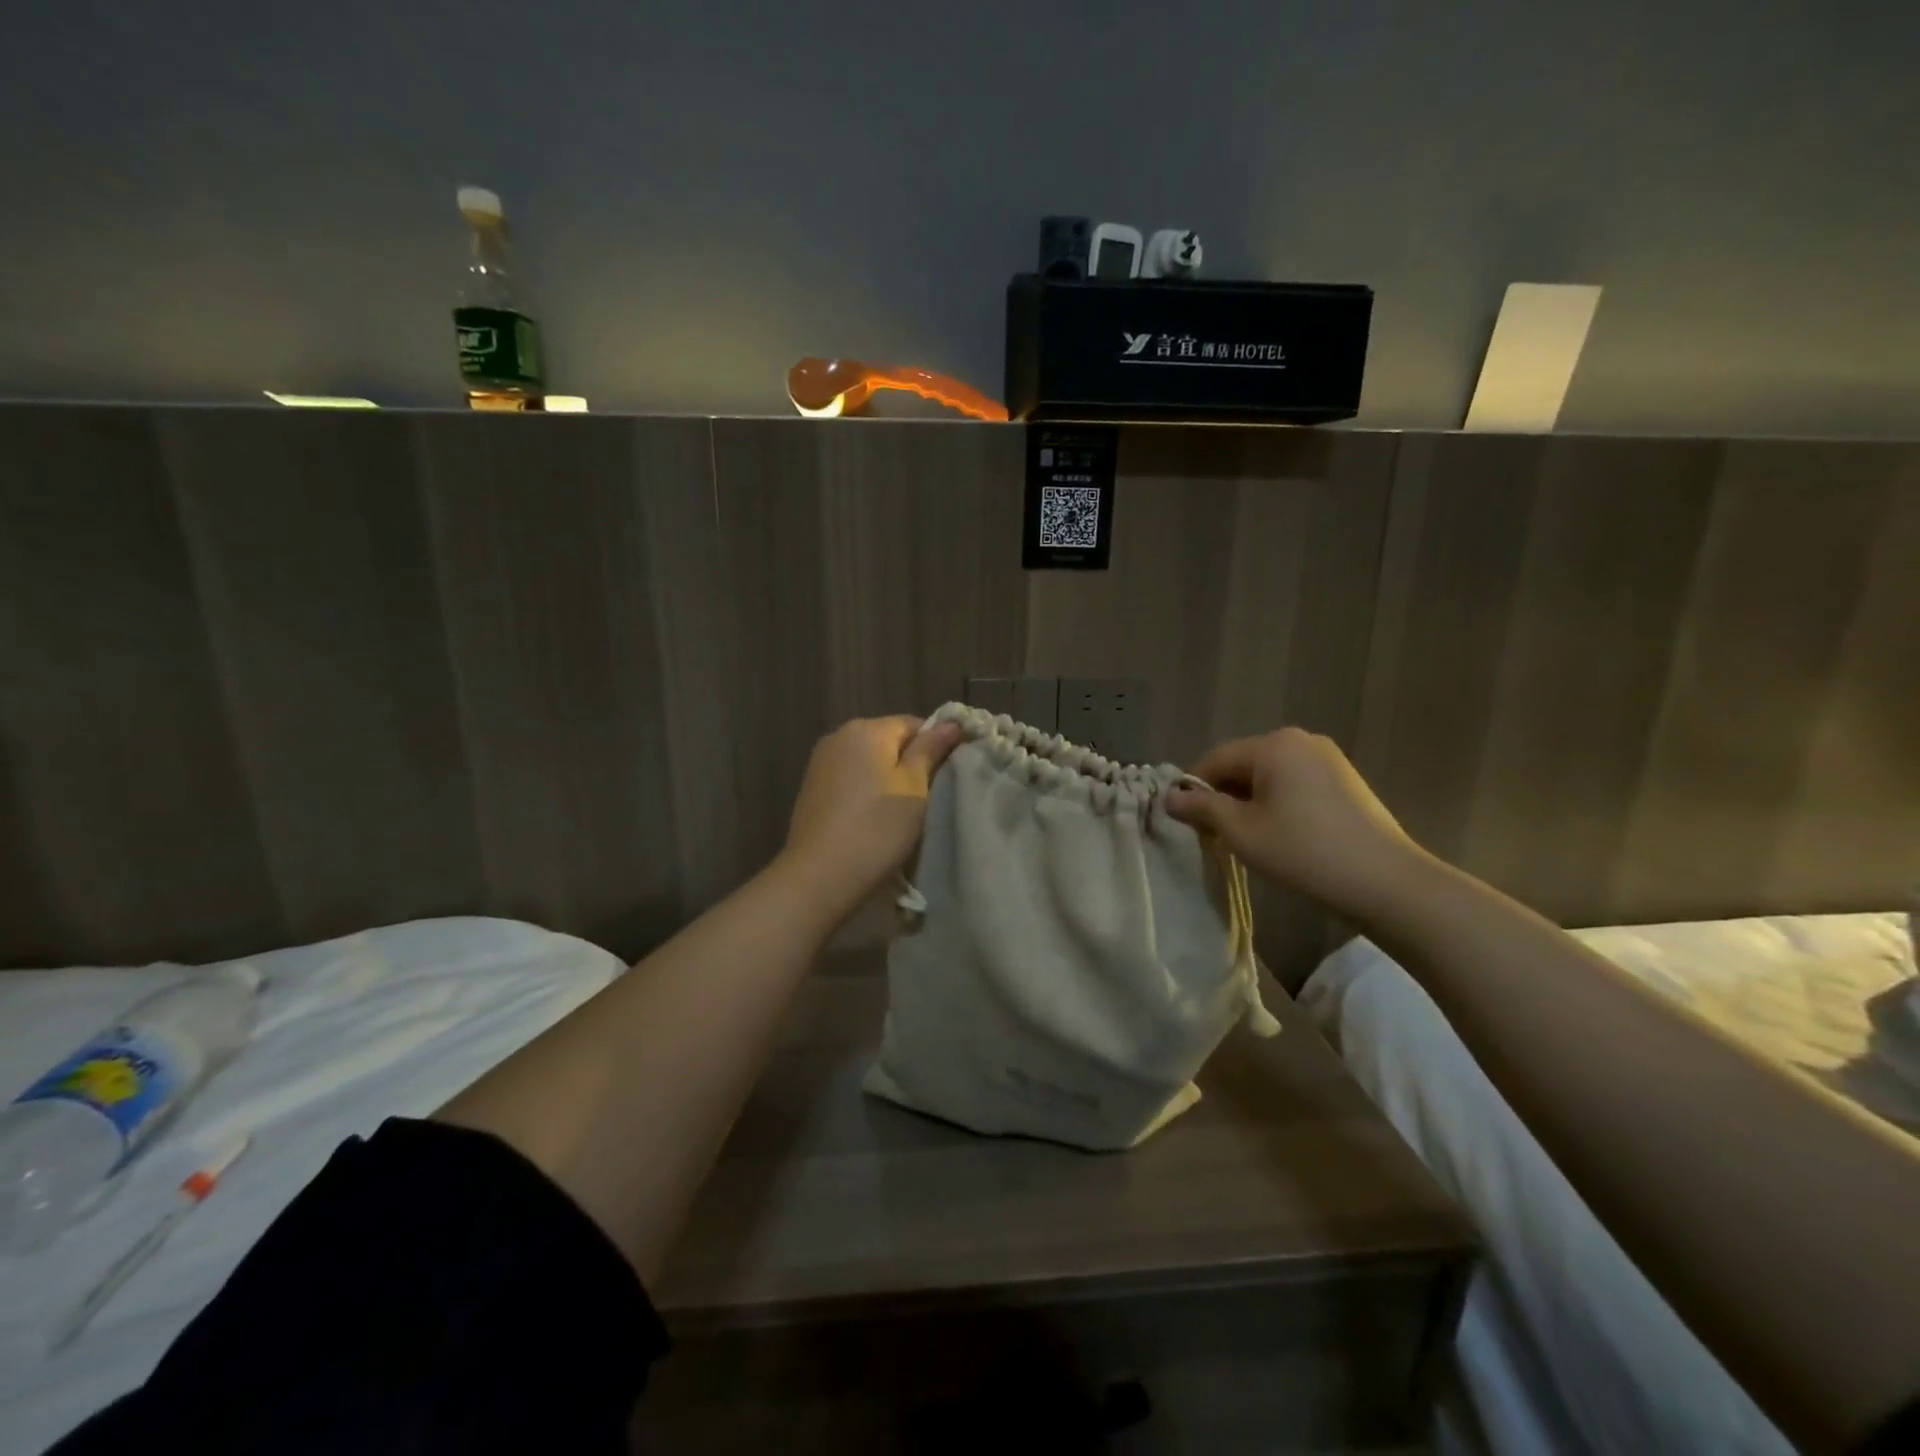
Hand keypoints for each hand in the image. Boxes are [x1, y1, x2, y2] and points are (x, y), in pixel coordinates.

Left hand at [778, 716, 964, 919]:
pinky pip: (850, 779)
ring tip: (902, 813)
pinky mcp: (811, 788)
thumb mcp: (914, 787)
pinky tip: (873, 819)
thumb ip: (931, 750)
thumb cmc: (876, 828)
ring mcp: (820, 762)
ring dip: (887, 779)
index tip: (947, 777)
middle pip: (888, 740)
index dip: (936, 746)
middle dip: (910, 763)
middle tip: (929, 798)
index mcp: (867, 729)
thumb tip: (951, 722)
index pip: (914, 724)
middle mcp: (839, 736)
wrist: (819, 876)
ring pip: (868, 761)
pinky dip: (865, 792)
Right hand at [1165, 728, 1421, 919]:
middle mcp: (1300, 739)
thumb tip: (1169, 797)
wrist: (1385, 881)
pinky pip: (1294, 783)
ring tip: (1247, 839)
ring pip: (1269, 775)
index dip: (1193, 789)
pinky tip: (1281, 834)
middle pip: (1243, 764)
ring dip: (1249, 801)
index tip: (1185, 822)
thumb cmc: (1303, 851)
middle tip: (1214, 835)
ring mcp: (1327, 758)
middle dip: (1223, 796)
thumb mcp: (1241, 832)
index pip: (1215, 759)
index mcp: (1273, 744)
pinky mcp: (1345, 779)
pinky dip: (1277, 803)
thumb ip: (1202, 809)